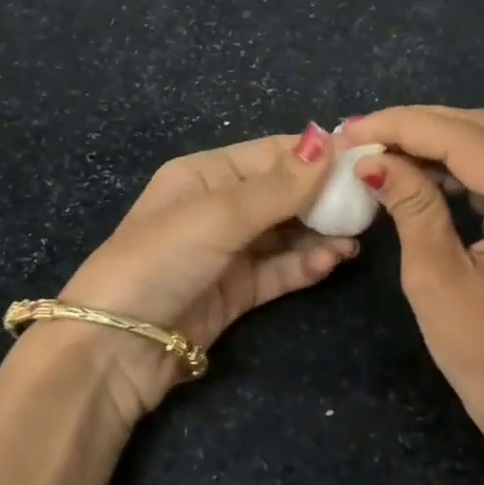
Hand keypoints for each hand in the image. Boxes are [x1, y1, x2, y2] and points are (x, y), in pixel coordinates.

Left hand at [50, 124, 357, 420]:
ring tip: (354, 239)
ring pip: (286, 234)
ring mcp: (227, 252)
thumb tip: (330, 137)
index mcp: (204, 175)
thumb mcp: (219, 215)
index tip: (365, 157)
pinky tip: (332, 261)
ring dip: (319, 234)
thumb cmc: (161, 260)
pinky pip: (280, 270)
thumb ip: (279, 185)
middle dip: (323, 198)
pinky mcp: (236, 292)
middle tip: (369, 204)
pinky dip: (306, 265)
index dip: (317, 155)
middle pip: (283, 194)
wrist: (115, 347)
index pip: (272, 155)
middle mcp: (217, 208)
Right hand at [352, 106, 483, 484]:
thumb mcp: (435, 278)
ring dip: (437, 142)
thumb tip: (370, 159)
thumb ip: (410, 205)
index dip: (405, 126)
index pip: (469, 140)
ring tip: (381, 149)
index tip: (352, 129)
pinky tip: (419, 171)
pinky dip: (459, 167)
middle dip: (419, 127)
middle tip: (361, 135)